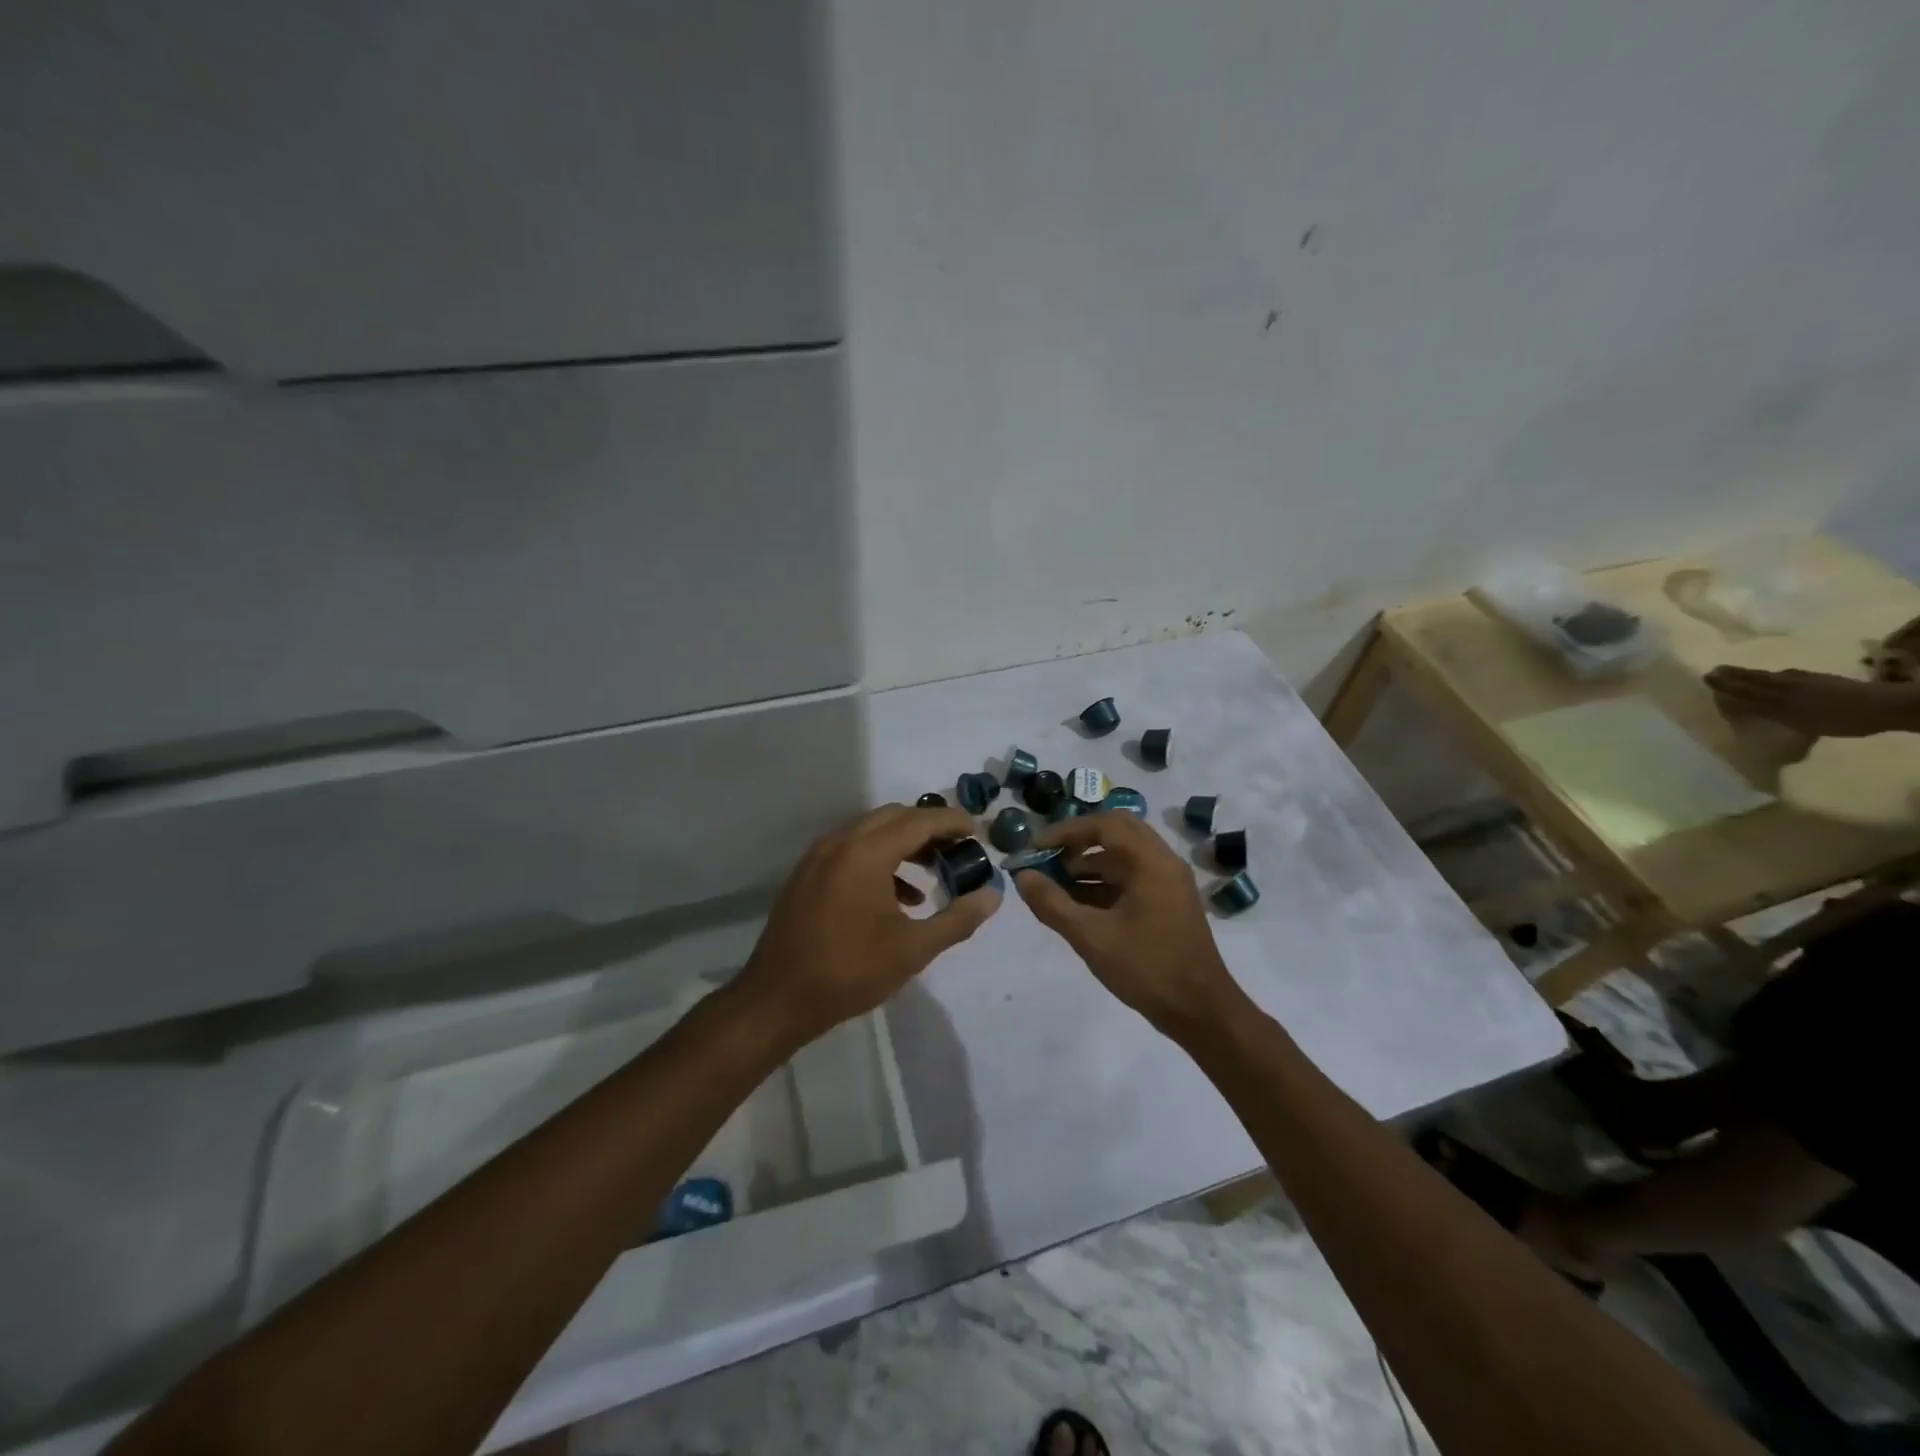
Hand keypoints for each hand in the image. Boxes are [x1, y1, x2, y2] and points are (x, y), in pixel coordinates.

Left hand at [734, 804, 999, 1045]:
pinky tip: (897, 896)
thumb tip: (993, 896)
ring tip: (933, 872)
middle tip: (958, 848)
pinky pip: (851, 850)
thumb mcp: (913, 949)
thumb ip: (958, 919)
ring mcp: (819, 856)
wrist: (778, 999)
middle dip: (929, 827)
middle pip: (894, 817)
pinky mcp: (807, 874)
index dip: (952, 821)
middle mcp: (840, 842)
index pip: (920, 820)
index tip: (977, 830)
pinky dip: (879, 858)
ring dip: (904, 843)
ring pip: (871, 831)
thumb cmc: (850, 971)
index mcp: (866, 852)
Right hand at [1011, 812, 1241, 1036]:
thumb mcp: (1091, 937)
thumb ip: (1052, 903)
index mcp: (1151, 862)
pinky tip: (1079, 903)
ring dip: (1090, 862)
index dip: (1065, 831)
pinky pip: (1134, 875)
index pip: (1103, 825)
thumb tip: (1022, 876)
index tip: (1036, 848)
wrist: (1200, 1011)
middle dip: (1079, 841)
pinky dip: (1105, 880)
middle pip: (1117, 831)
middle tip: (1049, 857)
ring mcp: (1170, 882)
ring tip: (1056, 883)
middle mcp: (1164, 862)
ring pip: (1125, 855)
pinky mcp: (1170, 901)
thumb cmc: (1146, 968)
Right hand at [1704, 666, 1919, 737]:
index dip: (1725, 682)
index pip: (1744, 685)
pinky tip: (1778, 679)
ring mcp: (1807, 680)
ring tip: (1738, 673)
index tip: (1705, 676)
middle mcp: (1788, 681)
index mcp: (1778, 690)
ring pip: (1771, 676)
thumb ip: (1761, 709)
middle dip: (1734, 675)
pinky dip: (1773, 677)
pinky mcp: (1823, 681)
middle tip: (1715, 670)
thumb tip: (1728, 700)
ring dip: (1752, 674)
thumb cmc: (1837, 718)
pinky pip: (1788, 677)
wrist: (1885, 707)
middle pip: (1755, 677)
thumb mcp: (1794, 719)